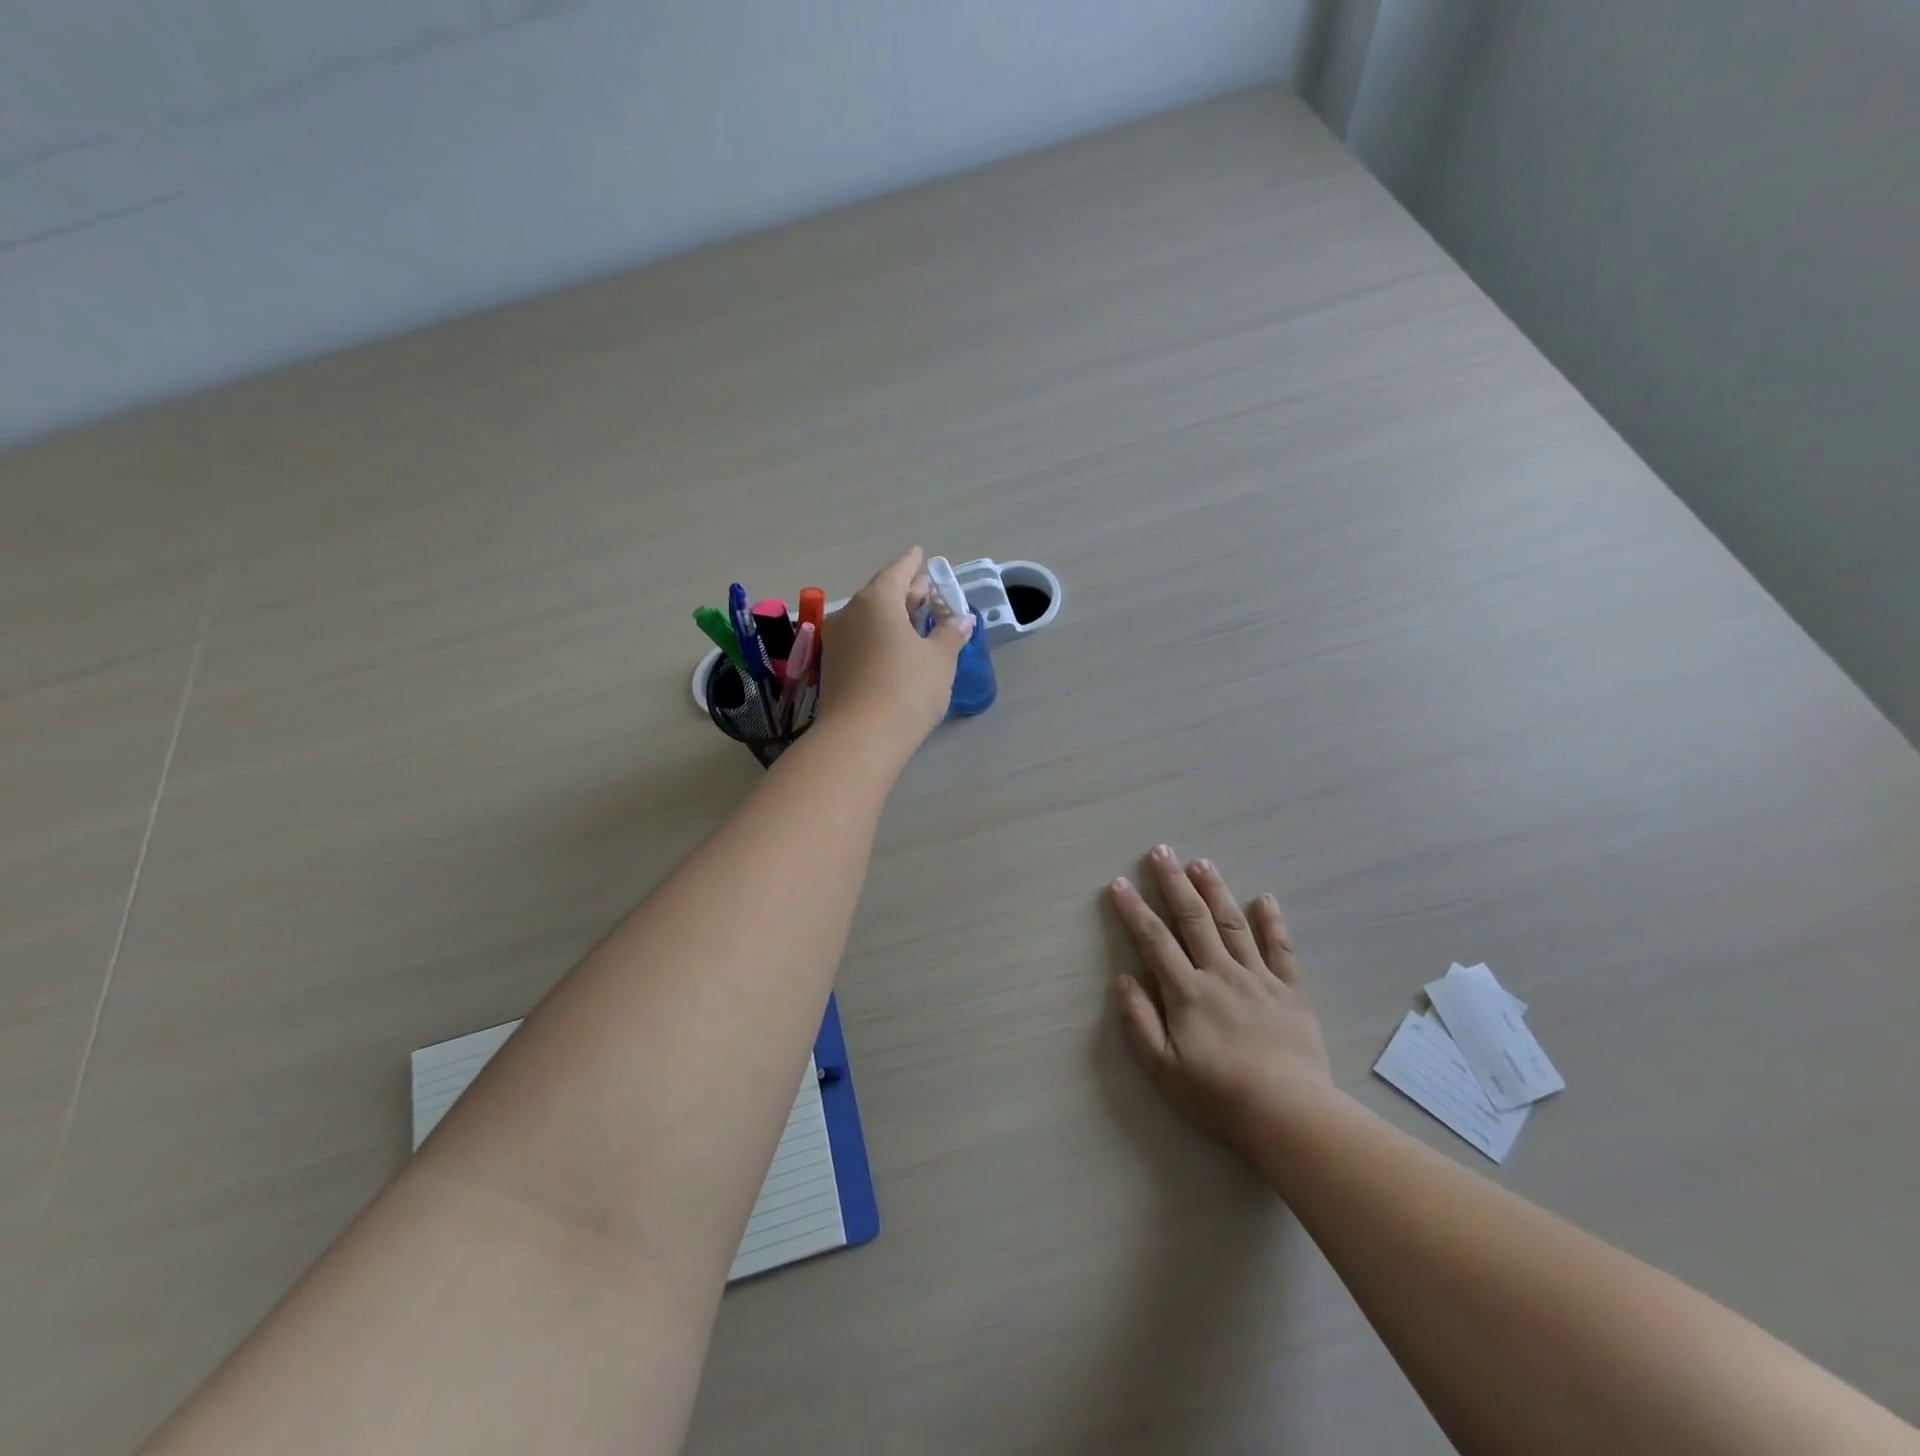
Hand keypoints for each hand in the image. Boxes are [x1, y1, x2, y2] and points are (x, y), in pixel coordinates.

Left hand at [817, 547, 972, 748]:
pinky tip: (896, 648)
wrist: (860, 739)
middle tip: (926, 590)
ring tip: (916, 620)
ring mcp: (836, 642)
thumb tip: (960, 620)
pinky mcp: (833, 668)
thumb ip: (950, 634)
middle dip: (905, 592)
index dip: (912, 563)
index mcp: (876, 601)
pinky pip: (861, 640)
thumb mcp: (939, 659)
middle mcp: (850, 614)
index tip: (920, 554)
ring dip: (892, 617)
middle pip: (881, 594)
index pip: (897, 572)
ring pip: (869, 619)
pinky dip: (880, 636)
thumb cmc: (906, 689)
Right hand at [1108, 846, 1334, 1154]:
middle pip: (1193, 919)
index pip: (1154, 940)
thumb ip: (1139, 1021)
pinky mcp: (1290, 991)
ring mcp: (1258, 979)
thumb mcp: (1163, 1068)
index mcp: (1187, 992)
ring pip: (1233, 924)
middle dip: (1173, 882)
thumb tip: (1122, 979)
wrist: (1289, 1116)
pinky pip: (1281, 949)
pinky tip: (1264, 899)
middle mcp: (1220, 974)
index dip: (1134, 910)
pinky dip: (1272, 922)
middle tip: (1160, 851)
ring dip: (1215, 890)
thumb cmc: (1218, 1096)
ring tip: (1200, 862)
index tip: (1119, 883)